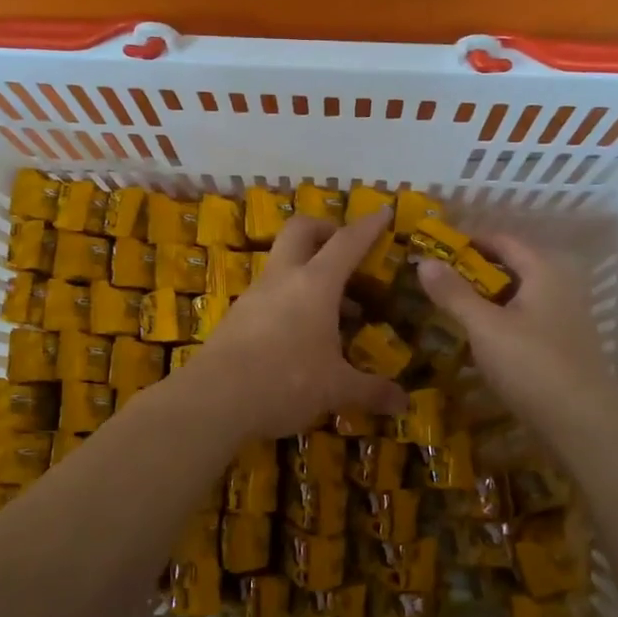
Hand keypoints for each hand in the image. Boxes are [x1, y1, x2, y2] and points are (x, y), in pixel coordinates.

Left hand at [184, 210, 410, 442]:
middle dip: (325, 229)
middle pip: (301, 231)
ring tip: (334, 309)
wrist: (214, 400)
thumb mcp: (336, 389)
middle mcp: (283, 279)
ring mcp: (254, 295)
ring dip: (308, 272)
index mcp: (315, 284)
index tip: (383, 212)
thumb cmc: (285, 382)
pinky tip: (301, 335)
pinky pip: (269, 295)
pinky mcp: (236, 317)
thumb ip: (371, 391)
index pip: (346, 243)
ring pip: (282, 264)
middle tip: (345, 249)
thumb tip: (403, 404)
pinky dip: (290, 301)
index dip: (368, 226)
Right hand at [416, 234, 612, 425]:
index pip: (503, 240)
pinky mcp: (563, 344)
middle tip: (437, 278)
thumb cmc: (531, 365)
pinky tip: (479, 337)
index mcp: (545, 271)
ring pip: (518, 295)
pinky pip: (525, 318)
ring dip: (486, 297)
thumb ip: (454, 293)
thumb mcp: (485, 326)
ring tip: (451, 306)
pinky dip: (500, 319)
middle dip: (474, 270)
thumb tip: (424, 261)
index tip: (435, 247)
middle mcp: (560, 286)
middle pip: (512, 267)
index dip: (469, 241)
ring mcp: (565, 316)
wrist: (582, 423)